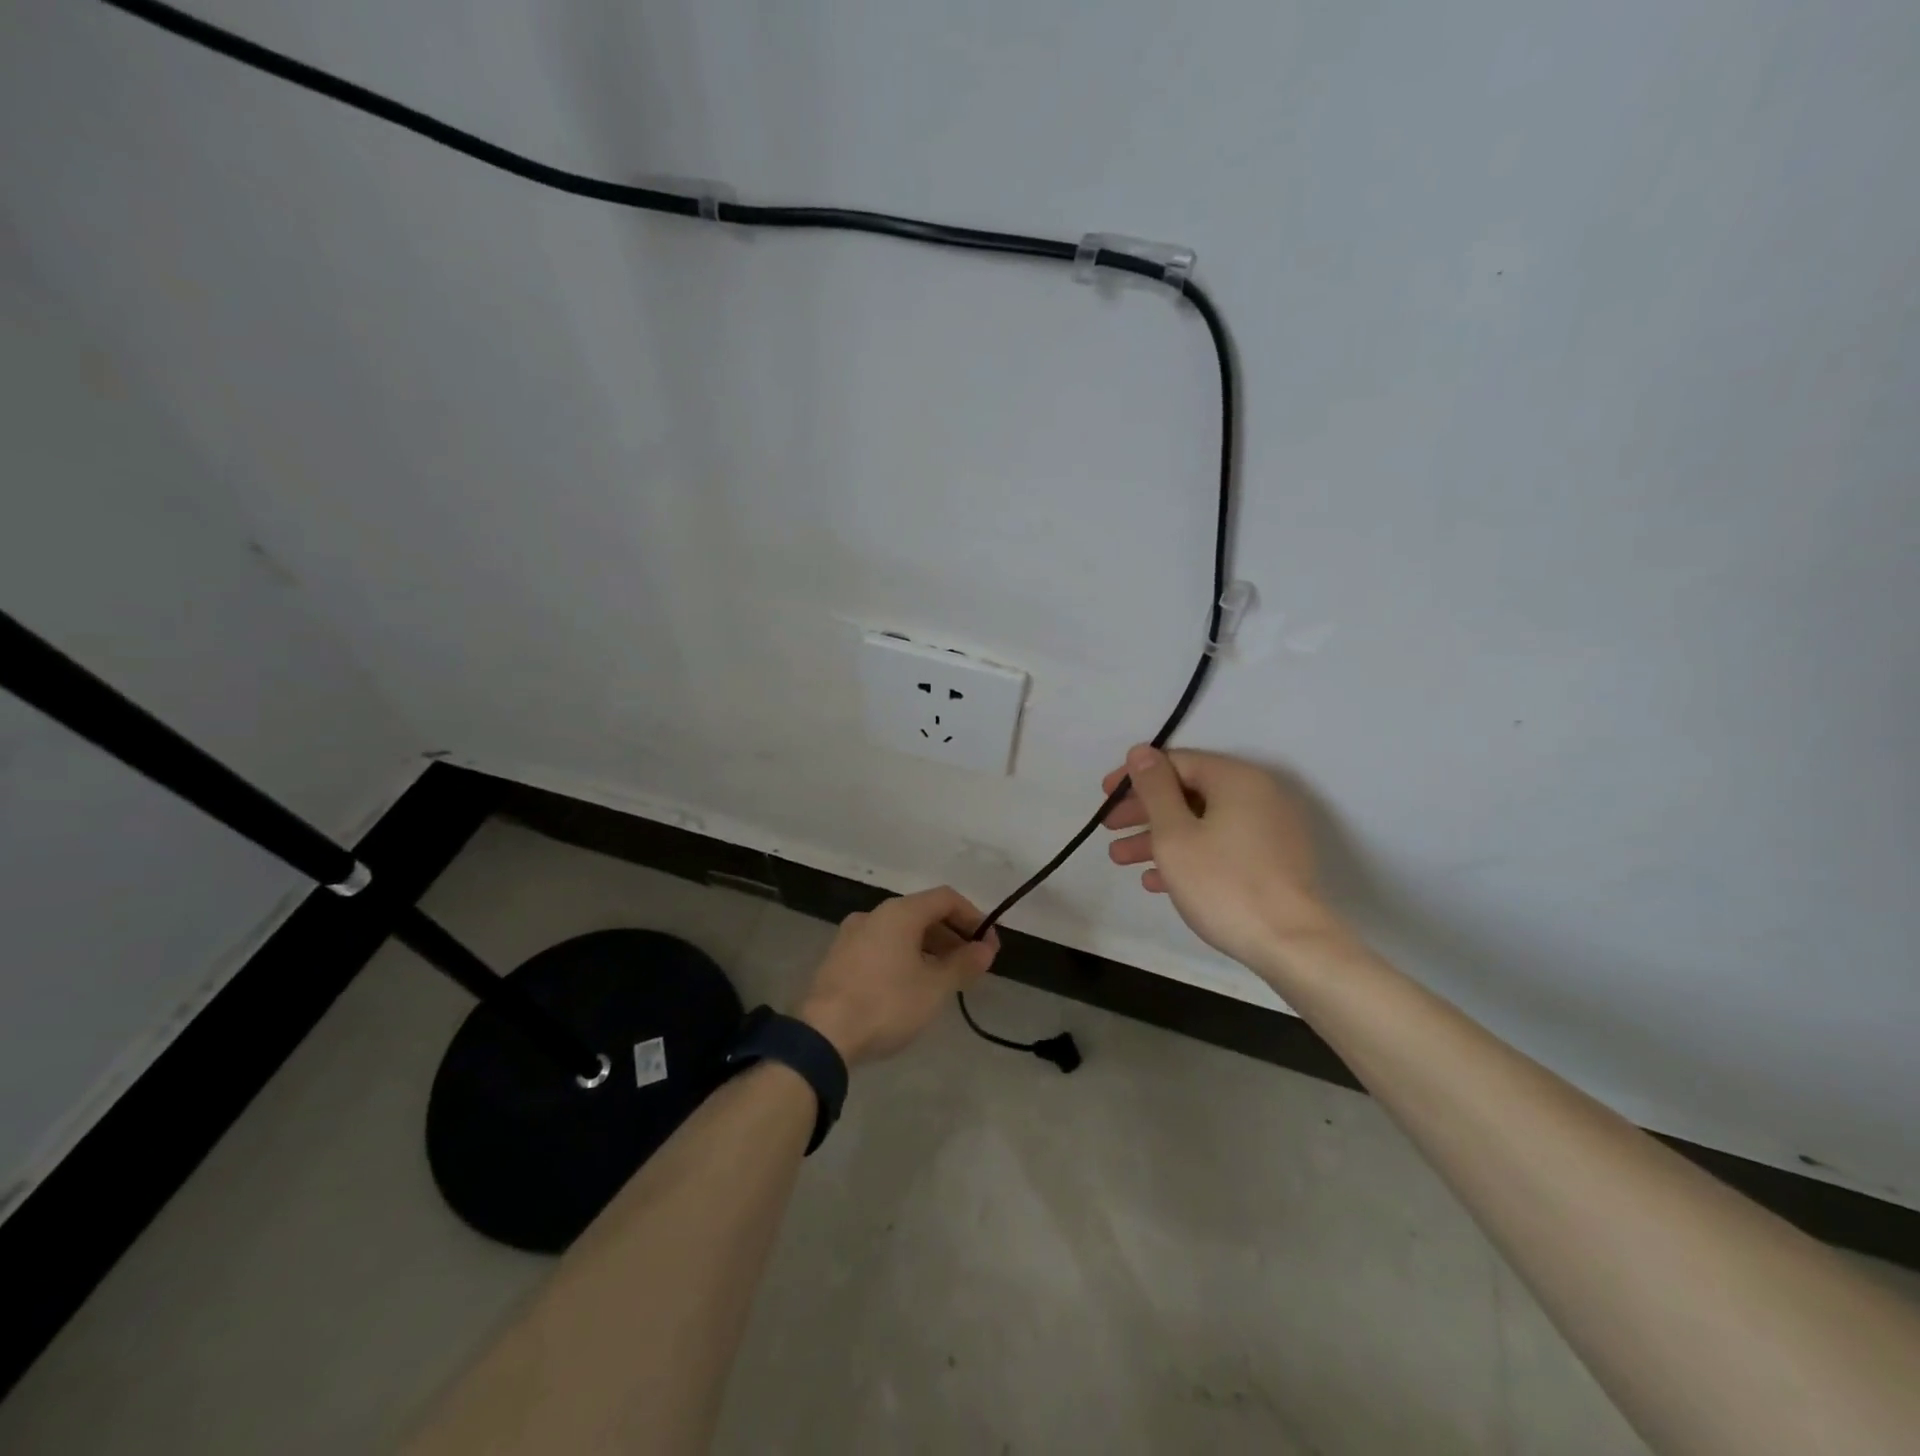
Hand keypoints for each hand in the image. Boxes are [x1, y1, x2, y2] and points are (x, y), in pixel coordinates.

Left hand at [796, 887, 998, 1065]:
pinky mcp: (839, 958)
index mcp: (899, 912)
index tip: (989, 945)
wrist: (822, 1036)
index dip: (974, 918)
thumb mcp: (934, 988)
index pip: (946, 898)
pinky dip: (905, 956)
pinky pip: (882, 946)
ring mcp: (852, 935)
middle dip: (952, 934)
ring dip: (929, 947)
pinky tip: (912, 984)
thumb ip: (964, 964)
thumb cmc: (886, 1004)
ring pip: (901, 931)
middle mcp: (874, 914)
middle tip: (972, 963)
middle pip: (923, 913)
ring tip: (946, 977)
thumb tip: (986, 949)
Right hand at [1103, 745, 1341, 972]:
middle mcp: (1257, 795)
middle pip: (1188, 792)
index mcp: (1236, 779)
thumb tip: (1141, 752)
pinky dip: (1188, 855)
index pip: (1176, 762)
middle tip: (1110, 828)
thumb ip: (1154, 788)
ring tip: (1121, 859)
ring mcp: (1268, 829)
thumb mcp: (1174, 834)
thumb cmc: (1223, 883)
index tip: (1105, 797)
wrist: (1290, 944)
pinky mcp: (1272, 860)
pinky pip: (1221, 845)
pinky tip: (1155, 880)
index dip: (1136, 777)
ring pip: (1202, 822)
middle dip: (1144, 811)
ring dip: (1159, 837)